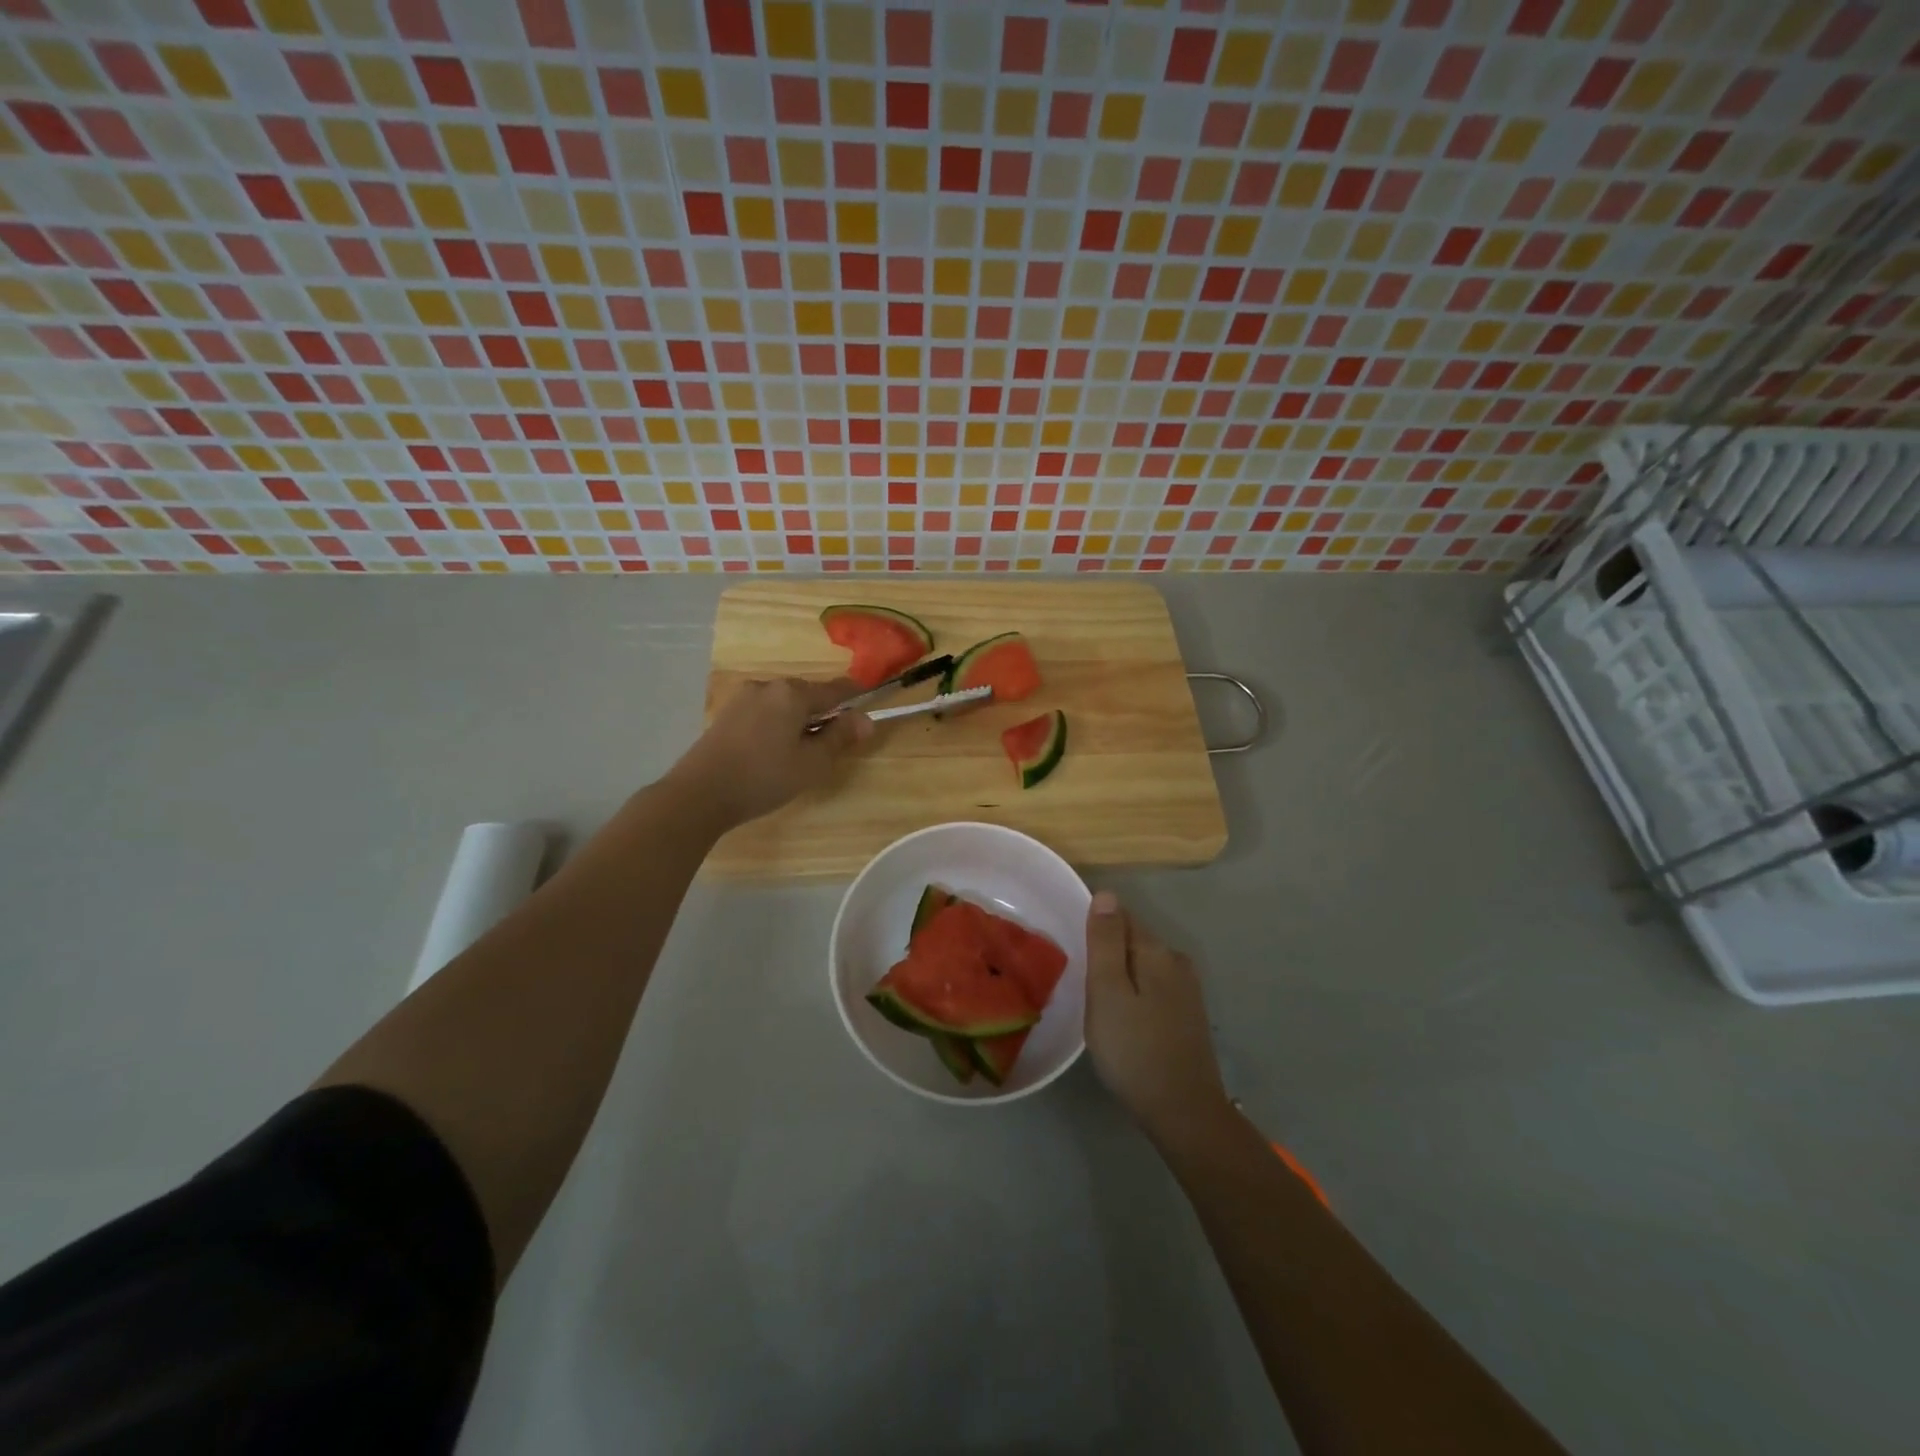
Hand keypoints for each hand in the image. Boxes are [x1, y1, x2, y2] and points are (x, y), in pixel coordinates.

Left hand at [671, 677, 872, 827]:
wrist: (699, 793)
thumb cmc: (764, 777)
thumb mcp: (812, 762)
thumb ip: (840, 737)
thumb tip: (866, 720)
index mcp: (793, 693)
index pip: (835, 689)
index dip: (856, 696)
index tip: (870, 703)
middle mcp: (768, 686)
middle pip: (808, 694)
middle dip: (825, 712)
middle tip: (835, 742)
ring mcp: (743, 699)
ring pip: (784, 704)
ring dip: (799, 720)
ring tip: (804, 751)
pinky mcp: (727, 714)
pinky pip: (765, 712)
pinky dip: (778, 725)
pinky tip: (775, 751)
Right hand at [1083, 892, 1228, 1142]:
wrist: (1183, 1111)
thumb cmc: (1134, 1050)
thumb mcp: (1107, 992)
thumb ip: (1105, 941)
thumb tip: (1107, 894)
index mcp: (1156, 951)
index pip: (1120, 916)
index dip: (1095, 929)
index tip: (1075, 953)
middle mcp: (1177, 962)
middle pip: (1133, 940)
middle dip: (1107, 952)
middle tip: (1081, 983)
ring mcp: (1187, 990)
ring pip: (1143, 967)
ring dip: (1121, 976)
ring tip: (1098, 1003)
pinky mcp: (1189, 1016)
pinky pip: (1153, 988)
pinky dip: (1135, 994)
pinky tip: (1124, 1020)